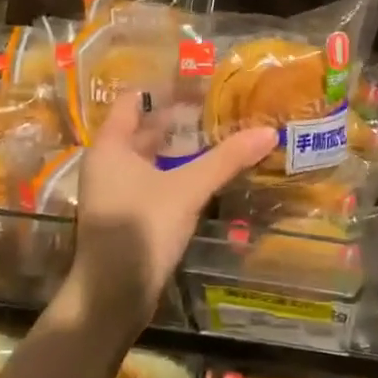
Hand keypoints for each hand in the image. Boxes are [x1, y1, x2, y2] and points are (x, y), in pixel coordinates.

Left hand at [69, 95, 277, 337]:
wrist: (111, 296)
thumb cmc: (140, 229)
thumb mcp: (188, 189)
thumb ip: (226, 159)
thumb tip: (269, 132)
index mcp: (110, 146)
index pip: (132, 101)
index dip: (162, 89)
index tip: (198, 81)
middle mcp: (108, 164)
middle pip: (143, 130)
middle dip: (179, 120)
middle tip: (220, 108)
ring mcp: (116, 192)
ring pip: (151, 159)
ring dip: (180, 149)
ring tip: (220, 137)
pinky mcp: (128, 216)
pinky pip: (154, 182)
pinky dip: (176, 174)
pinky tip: (206, 176)